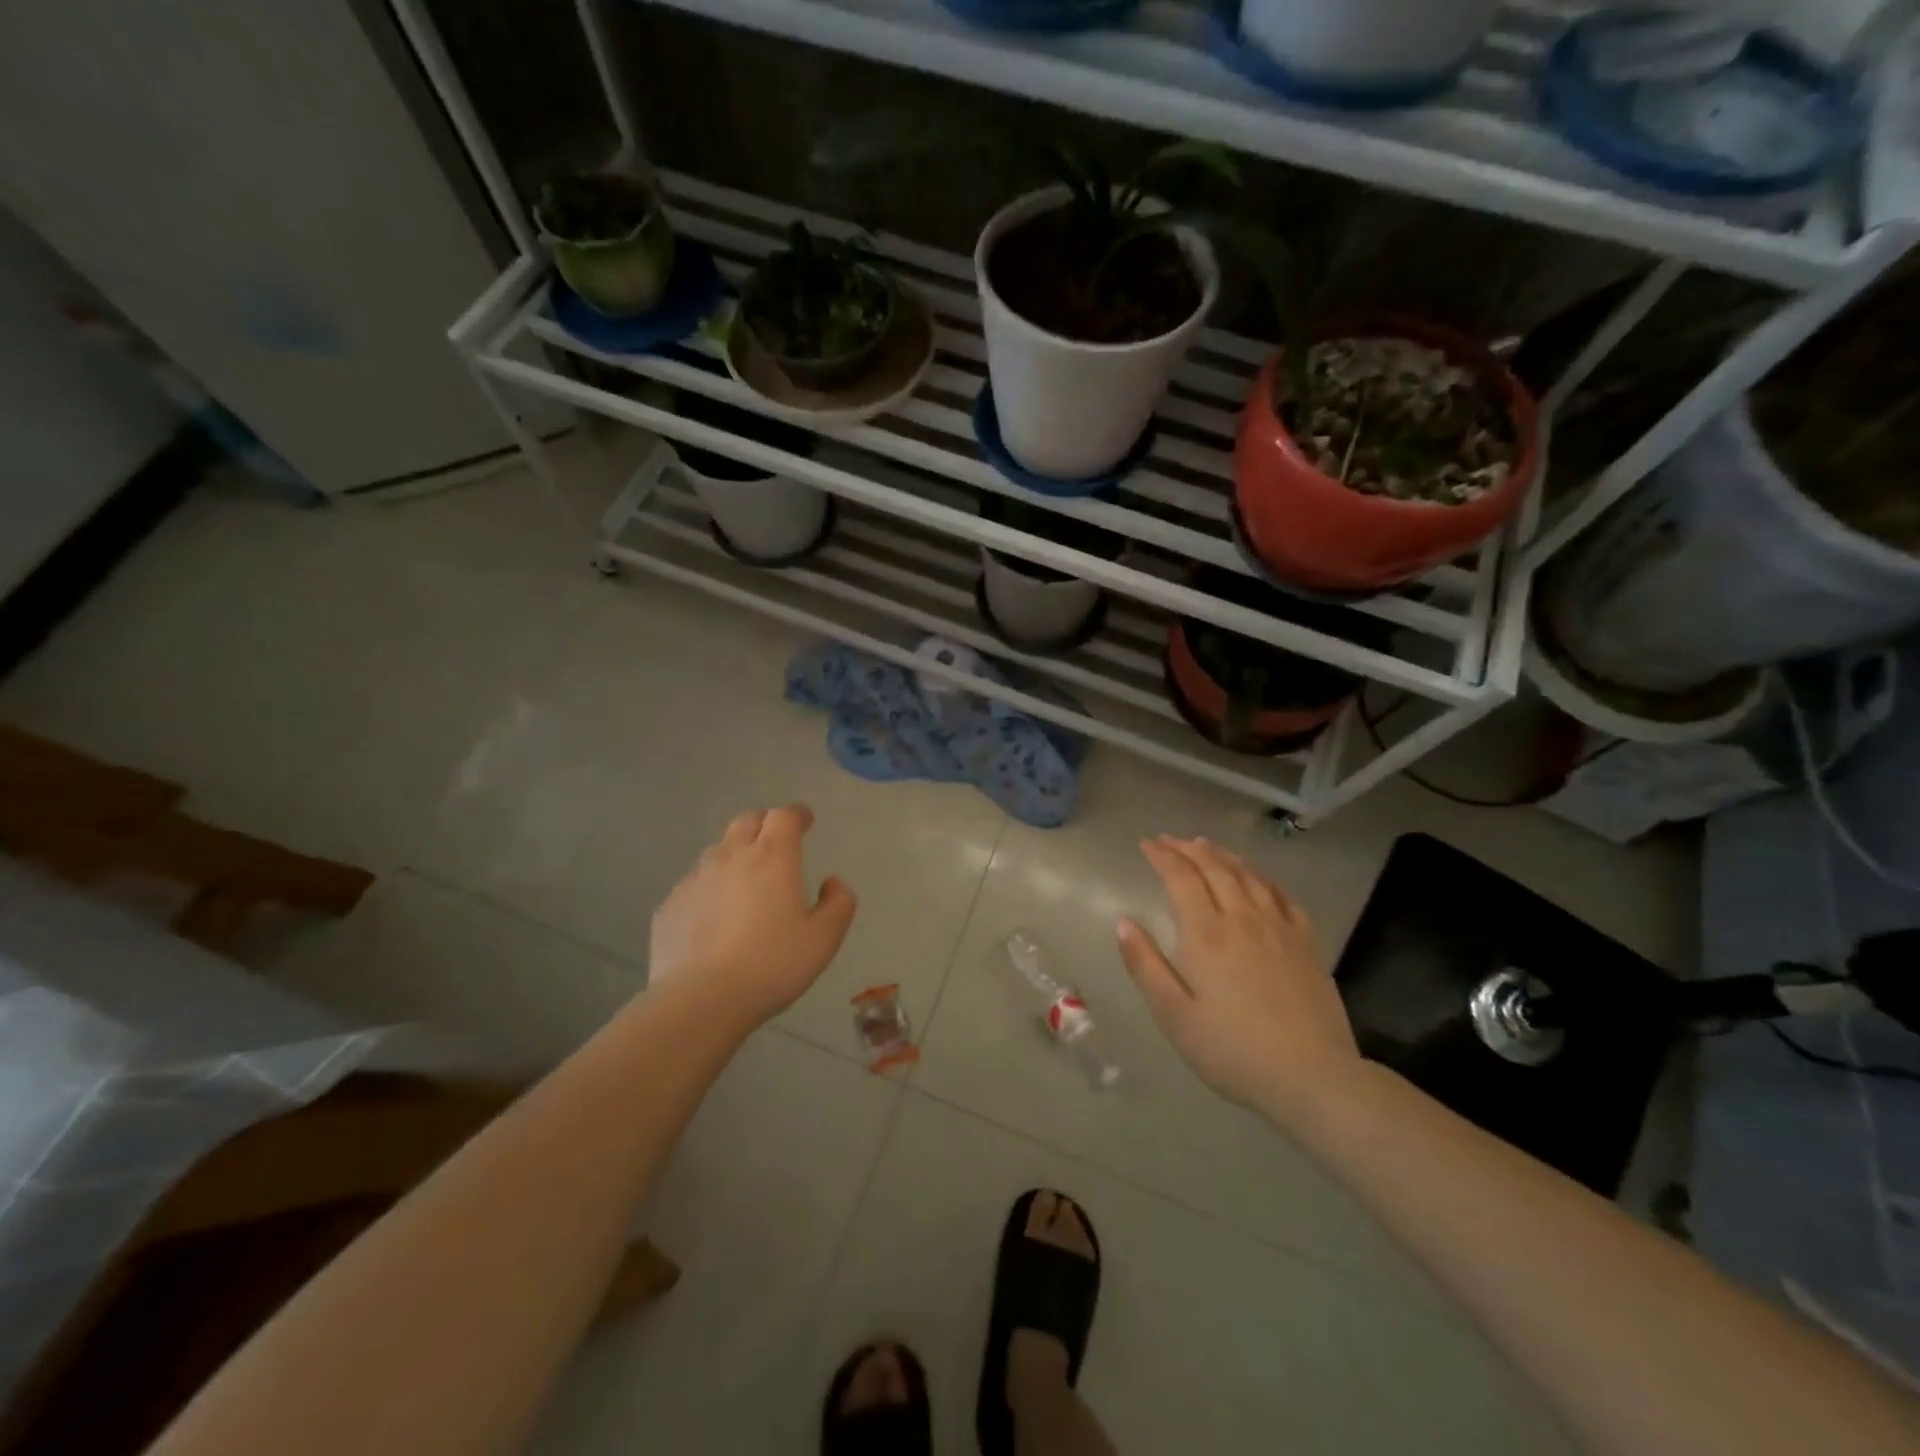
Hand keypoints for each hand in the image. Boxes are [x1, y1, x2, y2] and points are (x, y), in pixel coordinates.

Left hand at [648, 805, 856, 1025]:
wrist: (701, 999)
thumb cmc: (772, 964)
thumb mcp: (824, 939)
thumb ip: (838, 904)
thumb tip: (832, 883)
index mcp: (772, 857)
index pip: (784, 816)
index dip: (797, 815)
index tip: (805, 822)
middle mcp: (730, 856)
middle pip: (747, 822)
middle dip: (765, 825)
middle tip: (776, 844)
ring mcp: (694, 879)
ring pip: (717, 851)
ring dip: (735, 855)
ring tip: (745, 882)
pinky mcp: (669, 905)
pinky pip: (694, 884)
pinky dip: (709, 888)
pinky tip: (714, 917)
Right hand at [1117, 836, 1358, 1114]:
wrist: (1312, 1078)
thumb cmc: (1233, 1050)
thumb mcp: (1174, 1016)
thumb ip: (1145, 965)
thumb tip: (1123, 922)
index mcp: (1206, 935)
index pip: (1181, 878)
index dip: (1162, 856)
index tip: (1147, 845)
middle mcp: (1242, 919)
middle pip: (1214, 868)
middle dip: (1188, 849)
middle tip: (1170, 840)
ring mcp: (1279, 927)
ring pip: (1248, 875)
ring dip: (1223, 855)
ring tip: (1206, 846)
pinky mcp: (1306, 942)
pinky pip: (1281, 894)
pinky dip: (1261, 876)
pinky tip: (1255, 877)